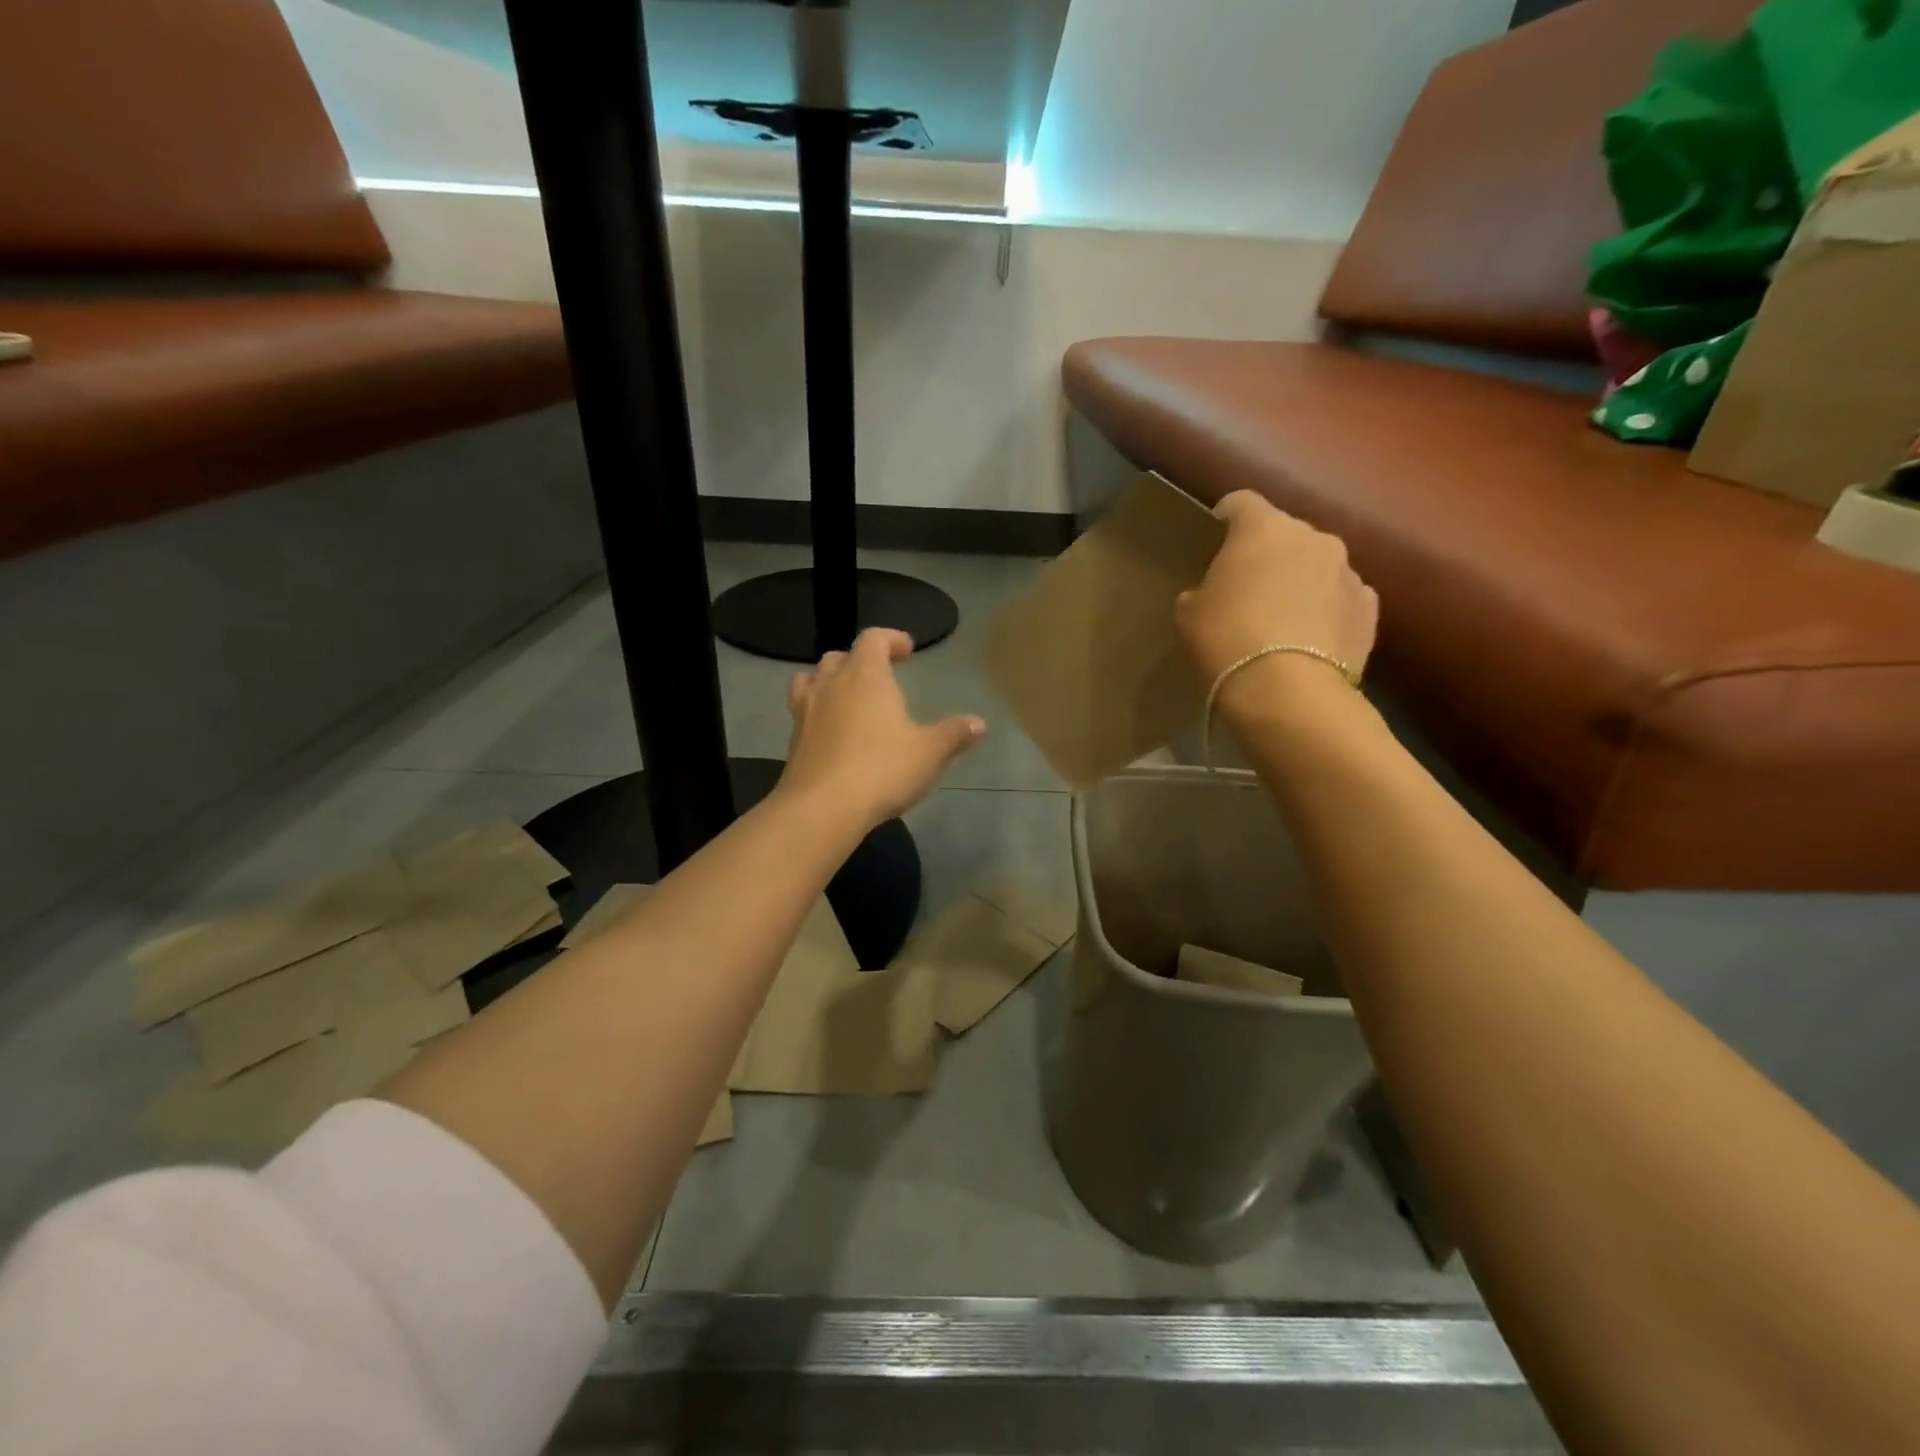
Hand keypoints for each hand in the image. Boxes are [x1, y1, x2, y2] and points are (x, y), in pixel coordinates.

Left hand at [779, 628, 986, 828]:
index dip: (891, 639)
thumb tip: (979, 723)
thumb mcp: (929, 752)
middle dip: (860, 662)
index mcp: (865, 675)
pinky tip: (836, 736)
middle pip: (839, 657)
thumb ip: (953, 734)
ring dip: (830, 684)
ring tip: (848, 700)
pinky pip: (804, 714)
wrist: (823, 808)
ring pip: (811, 681)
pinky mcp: (793, 741)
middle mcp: (831, 684)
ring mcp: (805, 712)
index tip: (907, 650)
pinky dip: (819, 715)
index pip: (873, 639)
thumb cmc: (882, 768)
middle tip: (880, 679)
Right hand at [1176, 492, 1378, 692]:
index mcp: (1263, 528)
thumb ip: (1203, 589)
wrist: (1288, 694)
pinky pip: (1340, 599)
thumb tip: (1216, 592)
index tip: (1213, 543)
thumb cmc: (1227, 641)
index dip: (1224, 520)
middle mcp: (1313, 537)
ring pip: (1315, 566)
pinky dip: (1325, 611)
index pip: (1240, 502)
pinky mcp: (1370, 609)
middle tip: (1244, 591)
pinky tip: (1308, 642)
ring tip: (1280, 622)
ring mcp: (1349, 571)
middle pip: (1283, 534)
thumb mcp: (1189, 613)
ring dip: (1298, 582)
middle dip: (1265, 555)